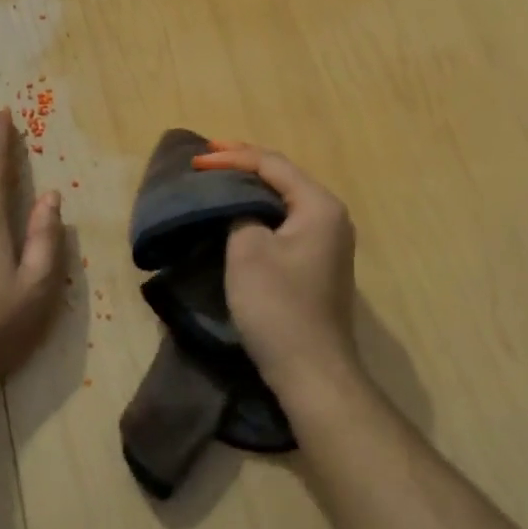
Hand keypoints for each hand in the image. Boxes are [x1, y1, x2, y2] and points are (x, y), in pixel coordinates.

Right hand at [191, 142, 363, 400]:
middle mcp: (330, 215)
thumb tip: (241, 207)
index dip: (232, 157)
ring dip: (251, 189)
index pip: (272, 165)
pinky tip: (238, 213)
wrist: (312, 371)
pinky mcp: (318, 263)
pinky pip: (285, 223)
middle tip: (206, 159)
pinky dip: (260, 213)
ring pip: (283, 201)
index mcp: (319, 205)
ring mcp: (328, 241)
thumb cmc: (279, 307)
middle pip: (282, 178)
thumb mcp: (248, 251)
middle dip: (243, 166)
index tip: (196, 159)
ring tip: (217, 179)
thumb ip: (241, 213)